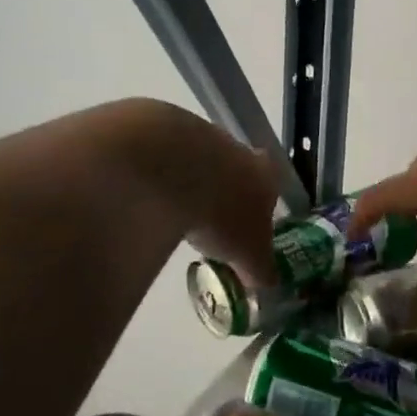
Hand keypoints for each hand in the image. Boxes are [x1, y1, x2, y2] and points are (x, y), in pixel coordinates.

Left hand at [102, 100, 281, 286]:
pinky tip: (145, 197)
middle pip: (235, 171)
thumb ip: (260, 269)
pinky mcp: (158, 131)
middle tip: (208, 225)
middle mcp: (237, 149)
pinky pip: (162, 158)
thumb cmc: (223, 213)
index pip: (271, 187)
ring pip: (198, 162)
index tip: (246, 228)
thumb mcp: (249, 255)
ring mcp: (198, 136)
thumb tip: (267, 284)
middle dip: (223, 194)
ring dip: (189, 183)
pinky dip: (157, 175)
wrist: (171, 166)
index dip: (260, 208)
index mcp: (265, 175)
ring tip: (172, 213)